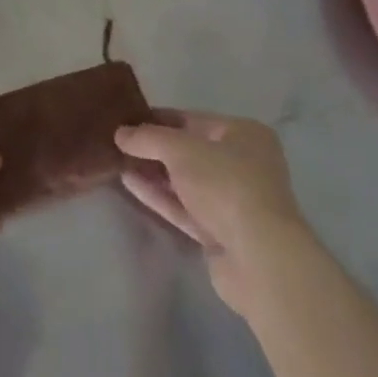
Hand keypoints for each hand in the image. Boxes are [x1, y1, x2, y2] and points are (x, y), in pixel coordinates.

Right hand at [115, 111, 307, 313]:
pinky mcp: (220, 233)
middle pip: (190, 151)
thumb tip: (120, 133)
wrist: (260, 259)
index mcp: (244, 134)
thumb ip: (148, 138)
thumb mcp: (182, 150)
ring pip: (185, 181)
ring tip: (117, 161)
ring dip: (153, 172)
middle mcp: (243, 164)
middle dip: (155, 148)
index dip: (159, 118)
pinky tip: (129, 183)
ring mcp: (232, 201)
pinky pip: (184, 207)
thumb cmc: (226, 185)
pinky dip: (159, 195)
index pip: (193, 119)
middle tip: (118, 142)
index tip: (127, 119)